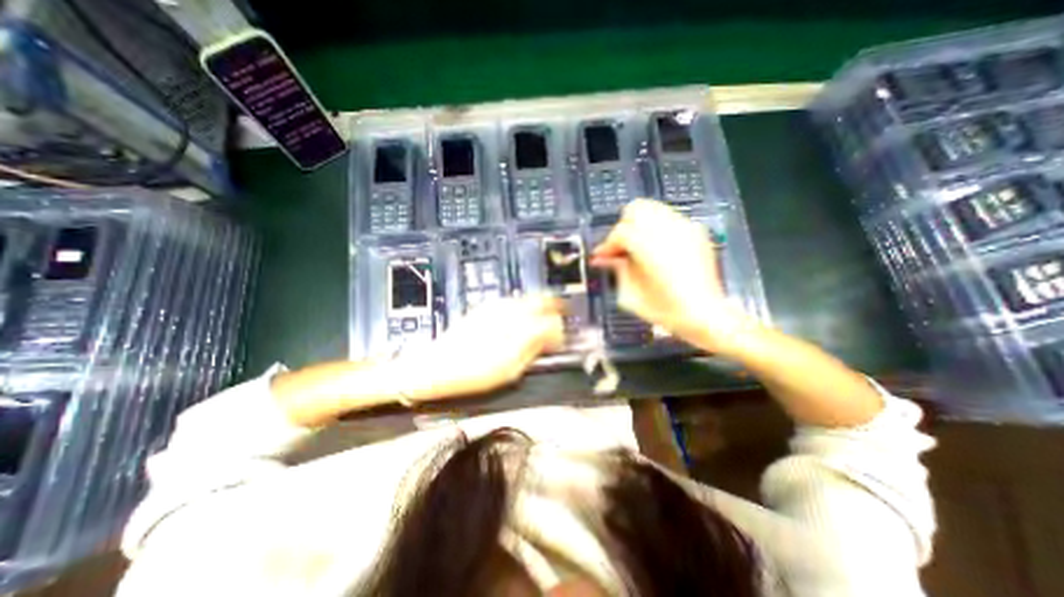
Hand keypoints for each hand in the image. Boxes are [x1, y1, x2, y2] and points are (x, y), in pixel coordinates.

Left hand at [399, 294, 563, 399]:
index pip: (551, 319)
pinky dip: (524, 309)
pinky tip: (521, 322)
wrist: (435, 367)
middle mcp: (508, 310)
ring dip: (539, 308)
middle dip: (554, 309)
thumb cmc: (473, 373)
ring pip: (527, 298)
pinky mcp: (485, 308)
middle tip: (559, 321)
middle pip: (542, 299)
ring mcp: (495, 306)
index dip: (560, 330)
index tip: (560, 341)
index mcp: (517, 327)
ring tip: (541, 323)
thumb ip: (533, 349)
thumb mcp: (509, 370)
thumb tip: (551, 337)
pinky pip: (513, 302)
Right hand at [590, 198, 755, 351]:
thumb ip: (617, 270)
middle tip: (620, 248)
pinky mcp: (697, 232)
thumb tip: (604, 258)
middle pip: (637, 209)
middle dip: (623, 227)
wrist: (706, 315)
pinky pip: (670, 219)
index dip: (608, 245)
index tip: (602, 257)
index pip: (620, 232)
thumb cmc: (666, 311)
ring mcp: (686, 228)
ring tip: (636, 247)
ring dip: (639, 225)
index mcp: (650, 248)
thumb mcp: (631, 296)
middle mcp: (669, 231)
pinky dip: (656, 228)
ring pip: (654, 209)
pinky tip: (655, 248)